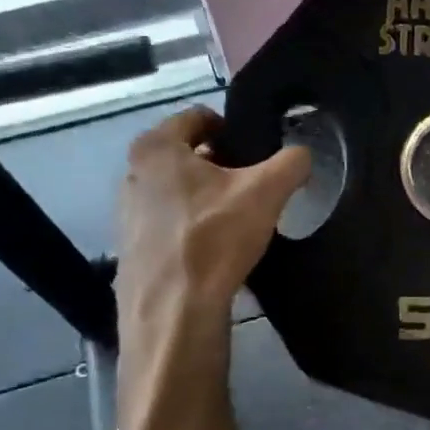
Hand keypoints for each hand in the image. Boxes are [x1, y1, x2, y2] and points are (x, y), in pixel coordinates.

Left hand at [116, 106, 308, 326]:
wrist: (174, 312)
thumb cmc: (215, 237)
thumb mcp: (267, 191)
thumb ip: (292, 162)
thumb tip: (302, 155)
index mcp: (156, 147)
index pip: (198, 117)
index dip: (232, 127)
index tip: (256, 150)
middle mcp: (132, 173)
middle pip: (186, 154)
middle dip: (220, 164)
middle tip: (253, 184)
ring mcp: (127, 213)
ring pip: (177, 190)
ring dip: (206, 196)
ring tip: (237, 218)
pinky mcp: (132, 249)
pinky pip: (169, 223)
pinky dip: (192, 226)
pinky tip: (216, 248)